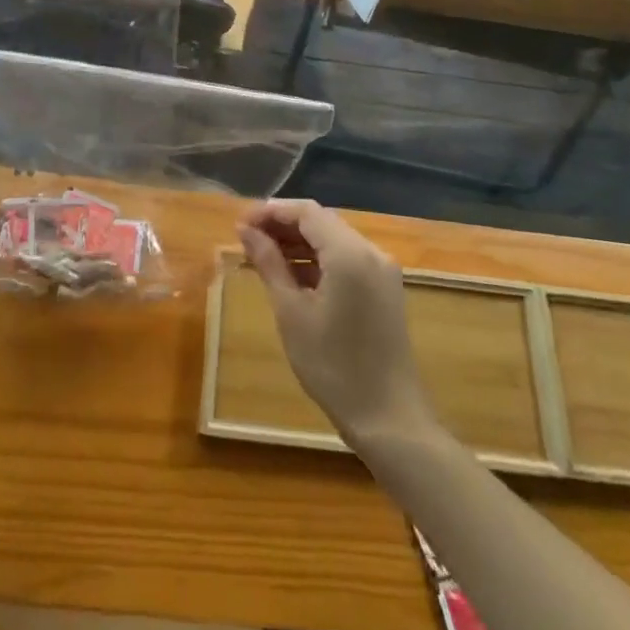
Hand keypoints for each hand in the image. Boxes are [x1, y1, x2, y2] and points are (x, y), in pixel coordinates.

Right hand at [237, 200, 434, 443]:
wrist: (389, 418)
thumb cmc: (333, 366)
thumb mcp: (292, 313)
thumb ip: (269, 264)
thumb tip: (246, 230)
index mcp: (350, 252)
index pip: (306, 212)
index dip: (271, 211)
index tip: (240, 224)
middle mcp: (371, 251)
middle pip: (321, 222)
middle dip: (283, 226)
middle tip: (246, 240)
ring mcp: (382, 270)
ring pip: (334, 240)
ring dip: (299, 244)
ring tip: (262, 257)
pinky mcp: (384, 289)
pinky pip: (347, 260)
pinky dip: (318, 261)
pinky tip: (292, 276)